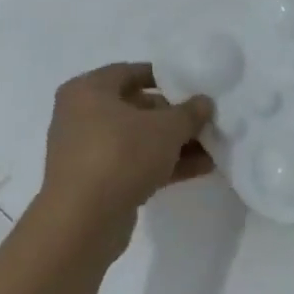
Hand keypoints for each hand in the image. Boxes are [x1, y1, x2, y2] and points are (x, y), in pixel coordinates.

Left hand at [36, 63, 213, 250]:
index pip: (131, 72)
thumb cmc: (121, 155)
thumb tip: (204, 102)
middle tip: (205, 121)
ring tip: (212, 148)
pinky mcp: (96, 182)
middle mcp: (81, 116)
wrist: (83, 221)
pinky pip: (134, 164)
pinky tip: (200, 169)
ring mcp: (87, 151)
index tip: (193, 86)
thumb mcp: (166, 128)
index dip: (165, 77)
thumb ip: (189, 112)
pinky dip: (163, 165)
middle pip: (136, 108)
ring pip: (138, 140)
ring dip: (174, 144)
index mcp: (88, 90)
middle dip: (174, 117)